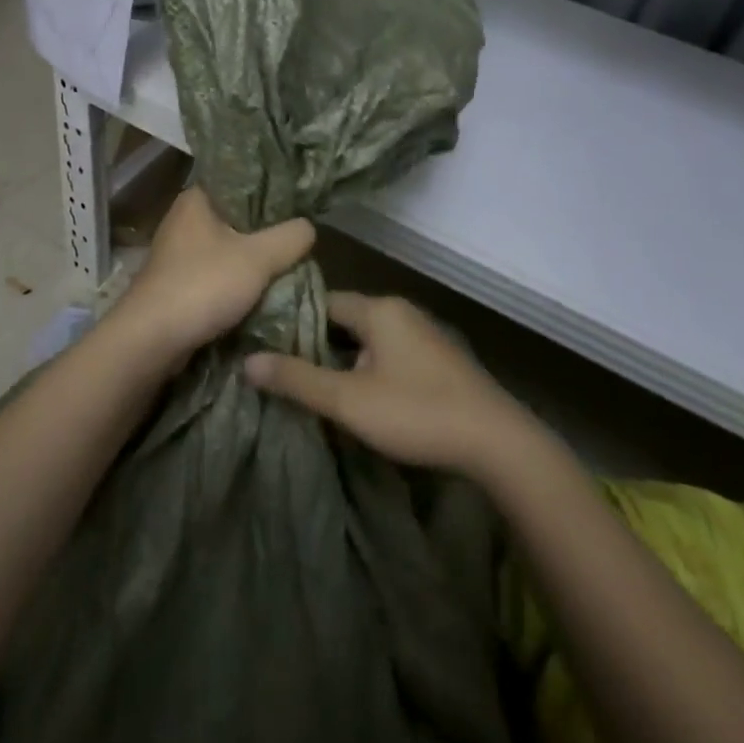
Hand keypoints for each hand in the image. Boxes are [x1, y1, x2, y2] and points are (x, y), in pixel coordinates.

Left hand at [104, 186, 314, 371]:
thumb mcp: (259, 257)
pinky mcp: (178, 283)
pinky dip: (238, 280)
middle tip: (299, 237)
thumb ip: (290, 237)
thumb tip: (309, 226)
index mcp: (196, 198)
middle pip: (237, 217)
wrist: (151, 340)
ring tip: (288, 263)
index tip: (300, 202)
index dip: (271, 190)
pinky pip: (217, 273)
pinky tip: (262, 289)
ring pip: (228, 247)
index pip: (240, 181)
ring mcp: (178, 253)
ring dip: (253, 259)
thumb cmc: (203, 285)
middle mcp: (183, 219)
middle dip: (267, 230)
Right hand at [243, 292, 529, 475]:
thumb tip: (248, 361)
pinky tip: (360, 397)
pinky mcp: (439, 360)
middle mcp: (402, 312)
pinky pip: (391, 353)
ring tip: (315, 387)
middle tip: (285, 370)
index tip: (267, 342)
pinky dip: (370, 367)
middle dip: (317, 343)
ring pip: (370, 339)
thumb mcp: (348, 399)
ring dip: (345, 359)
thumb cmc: (415, 411)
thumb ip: (297, 379)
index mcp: (379, 310)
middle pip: (346, 319)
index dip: (293, 320)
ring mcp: (424, 335)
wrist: (495, 441)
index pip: (324, 301)